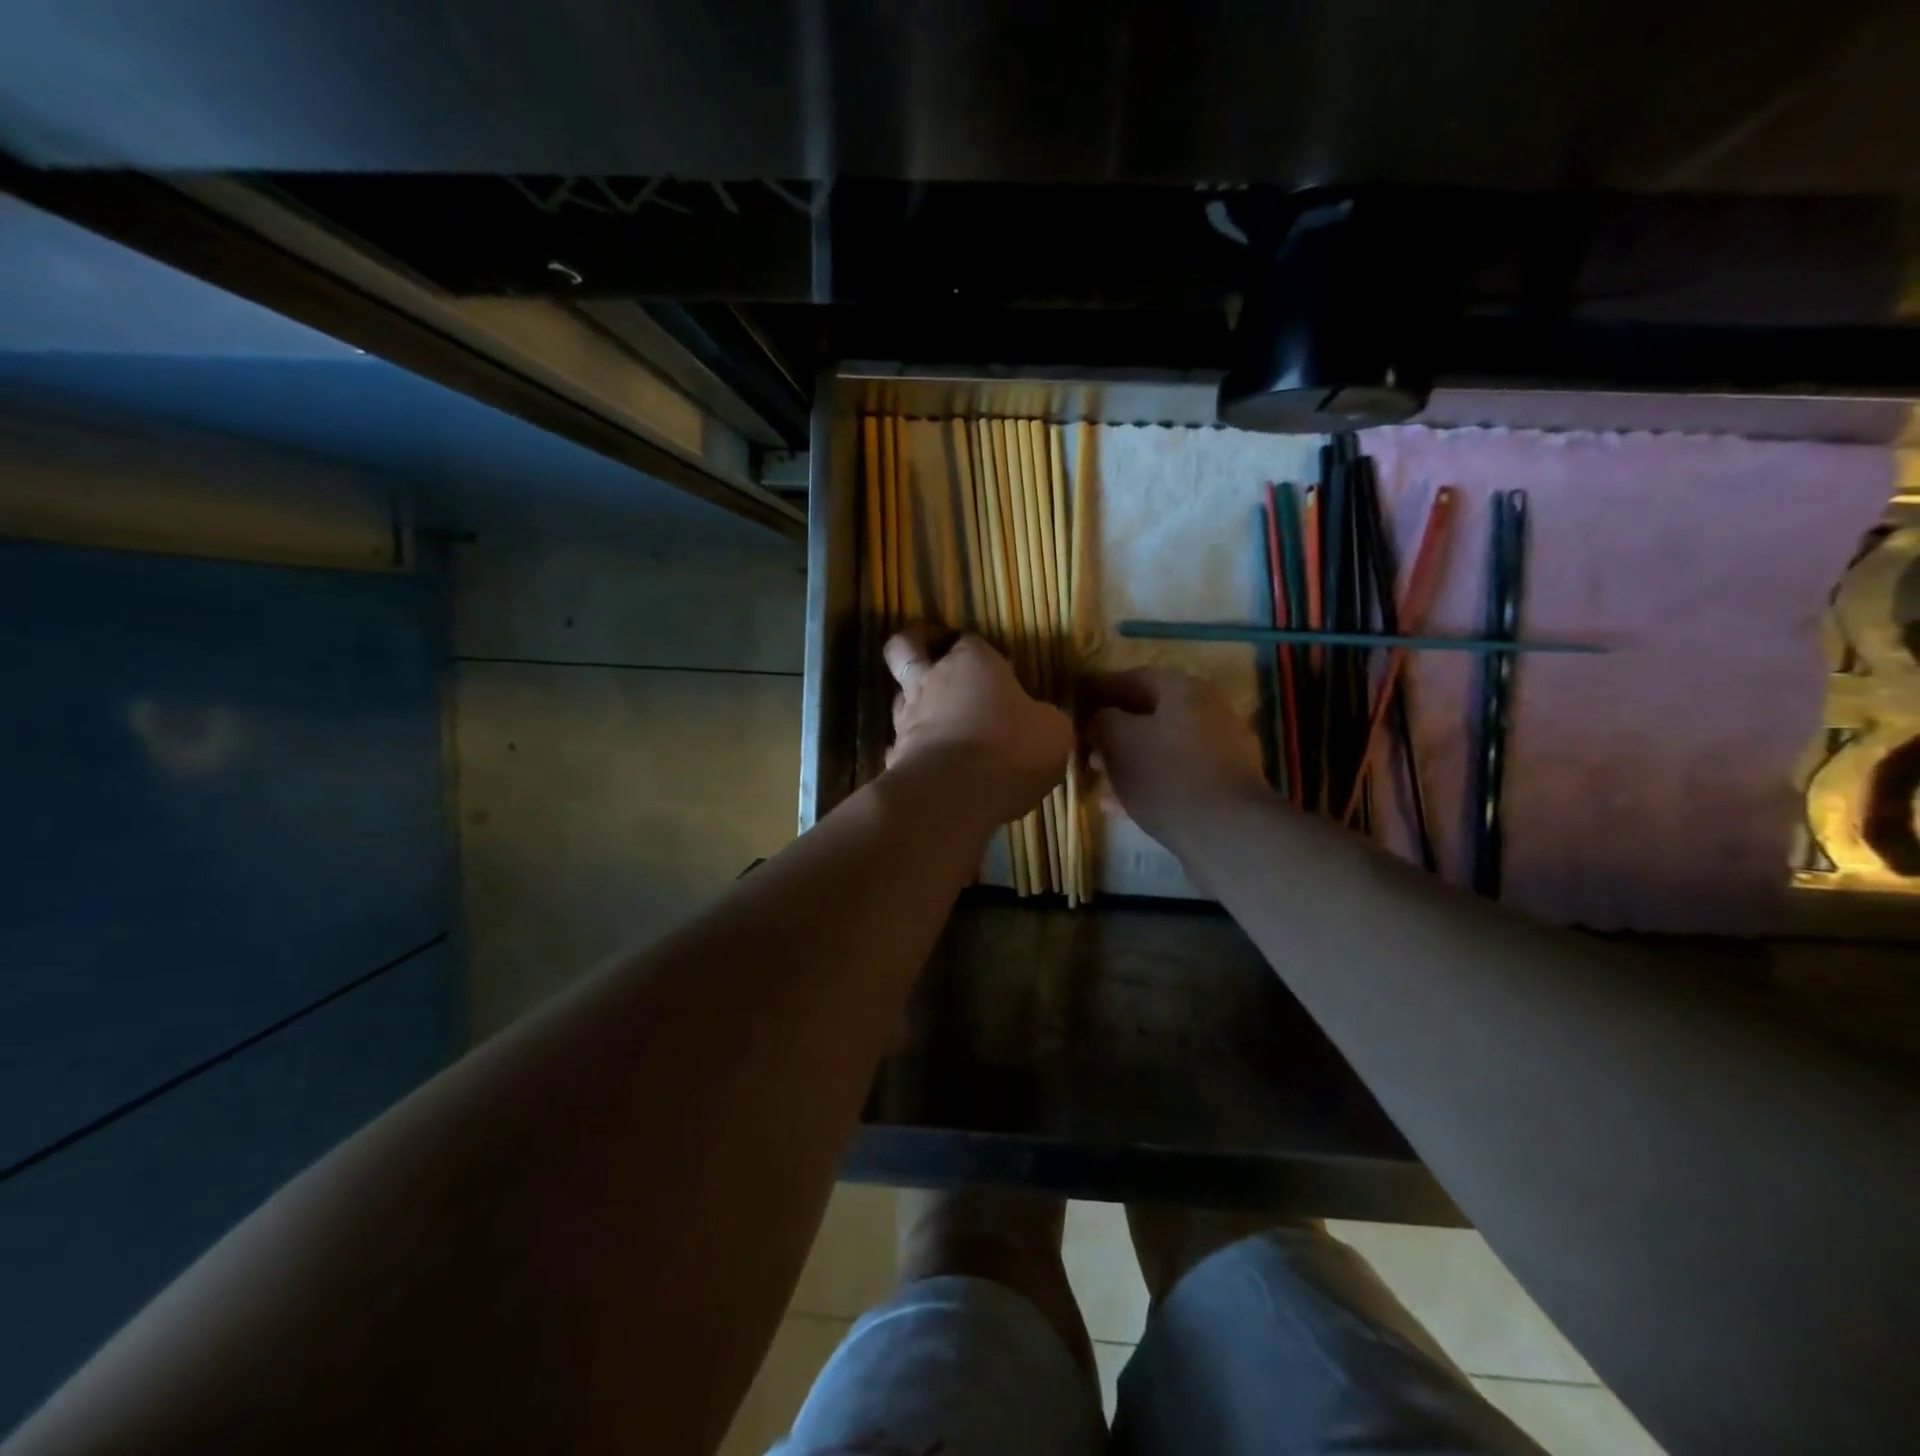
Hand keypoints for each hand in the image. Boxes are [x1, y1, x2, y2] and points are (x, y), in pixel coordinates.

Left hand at [885, 626, 1072, 826]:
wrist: (953, 796)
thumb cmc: (1010, 749)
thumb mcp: (1053, 732)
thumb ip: (1045, 719)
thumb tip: (1042, 721)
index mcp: (972, 663)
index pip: (970, 640)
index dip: (980, 650)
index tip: (998, 668)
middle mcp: (932, 681)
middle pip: (905, 647)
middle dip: (916, 643)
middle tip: (931, 653)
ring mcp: (906, 718)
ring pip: (898, 695)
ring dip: (914, 702)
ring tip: (937, 719)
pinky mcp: (894, 755)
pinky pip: (899, 745)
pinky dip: (911, 750)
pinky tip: (928, 763)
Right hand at [1086, 668, 1268, 854]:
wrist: (1226, 833)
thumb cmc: (1166, 775)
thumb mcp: (1118, 740)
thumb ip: (1102, 721)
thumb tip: (1100, 719)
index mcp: (1186, 691)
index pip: (1137, 678)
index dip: (1104, 687)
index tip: (1079, 699)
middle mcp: (1209, 713)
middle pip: (1153, 714)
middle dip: (1116, 728)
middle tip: (1087, 743)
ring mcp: (1221, 753)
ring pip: (1163, 748)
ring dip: (1129, 759)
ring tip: (1099, 775)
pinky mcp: (1222, 789)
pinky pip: (1175, 777)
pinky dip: (1147, 784)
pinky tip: (1119, 805)